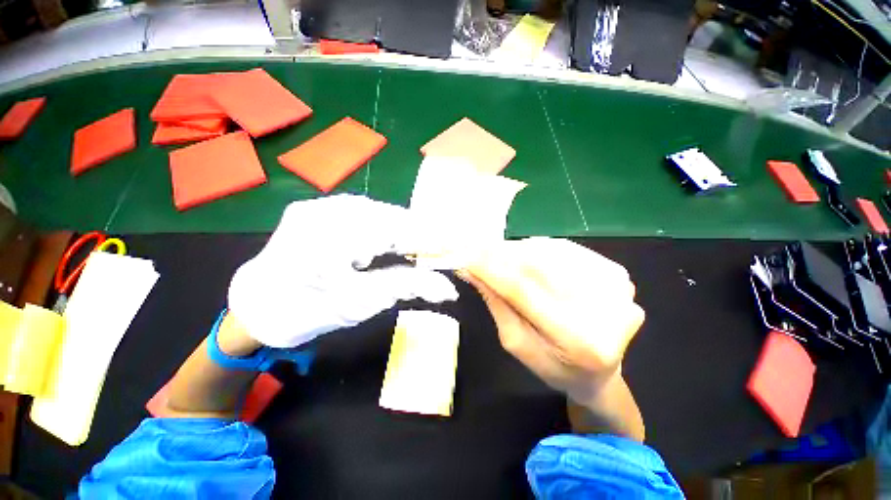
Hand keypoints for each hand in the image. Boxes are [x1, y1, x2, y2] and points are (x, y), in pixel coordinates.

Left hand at [228, 195, 457, 347]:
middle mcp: (325, 211)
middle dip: (418, 233)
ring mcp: (319, 205)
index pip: (398, 229)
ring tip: (415, 247)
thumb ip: (406, 287)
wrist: (256, 306)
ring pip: (378, 211)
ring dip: (401, 230)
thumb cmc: (306, 311)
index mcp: (331, 238)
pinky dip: (382, 226)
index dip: (430, 237)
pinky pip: (362, 212)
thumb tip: (447, 288)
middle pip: (390, 216)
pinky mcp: (316, 207)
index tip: (454, 246)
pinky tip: (386, 241)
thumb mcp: (360, 304)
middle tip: (438, 250)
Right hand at [463, 237, 644, 405]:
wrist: (601, 372)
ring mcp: (616, 287)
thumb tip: (473, 269)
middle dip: (501, 254)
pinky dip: (539, 248)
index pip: (522, 290)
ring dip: (518, 249)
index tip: (464, 255)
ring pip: (550, 251)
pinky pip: (566, 249)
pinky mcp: (616, 273)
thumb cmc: (553, 366)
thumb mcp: (515, 342)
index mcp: (577, 341)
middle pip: (536, 265)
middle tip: (476, 250)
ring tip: (498, 254)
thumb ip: (496, 304)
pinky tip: (527, 256)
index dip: (490, 269)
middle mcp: (604, 309)